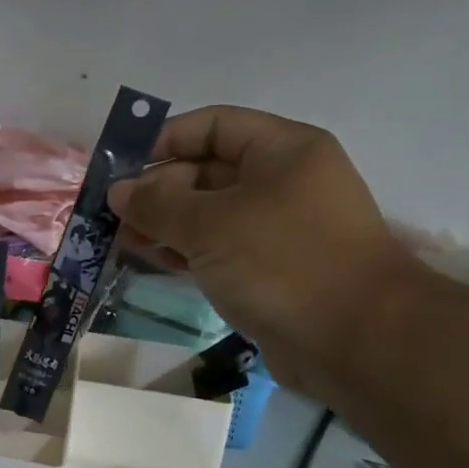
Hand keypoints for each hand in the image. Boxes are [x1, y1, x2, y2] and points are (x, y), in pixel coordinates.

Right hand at [108, 106, 419, 397]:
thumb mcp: (209, 225)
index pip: (212, 125)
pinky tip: (152, 261)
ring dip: (165, 224)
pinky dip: (186, 251)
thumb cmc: (282, 262)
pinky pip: (221, 248)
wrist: (356, 341)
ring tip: (122, 242)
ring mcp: (281, 227)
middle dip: (157, 190)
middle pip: (207, 170)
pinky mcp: (274, 269)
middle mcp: (284, 180)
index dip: (162, 139)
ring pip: (210, 213)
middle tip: (112, 215)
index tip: (119, 165)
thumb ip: (157, 203)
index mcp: (282, 150)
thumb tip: (118, 191)